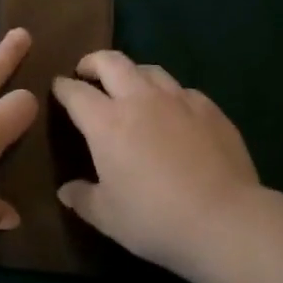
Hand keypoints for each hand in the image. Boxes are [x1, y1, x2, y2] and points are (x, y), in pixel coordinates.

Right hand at [52, 51, 262, 272]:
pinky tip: (173, 112)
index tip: (58, 88)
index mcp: (107, 122)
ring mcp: (178, 100)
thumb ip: (83, 198)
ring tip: (130, 87)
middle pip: (111, 62)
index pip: (75, 92)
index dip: (63, 87)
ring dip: (132, 73)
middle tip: (87, 72)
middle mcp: (139, 99)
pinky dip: (169, 95)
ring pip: (149, 69)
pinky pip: (182, 90)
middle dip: (93, 62)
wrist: (225, 220)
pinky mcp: (209, 109)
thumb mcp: (108, 217)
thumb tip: (66, 190)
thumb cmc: (155, 219)